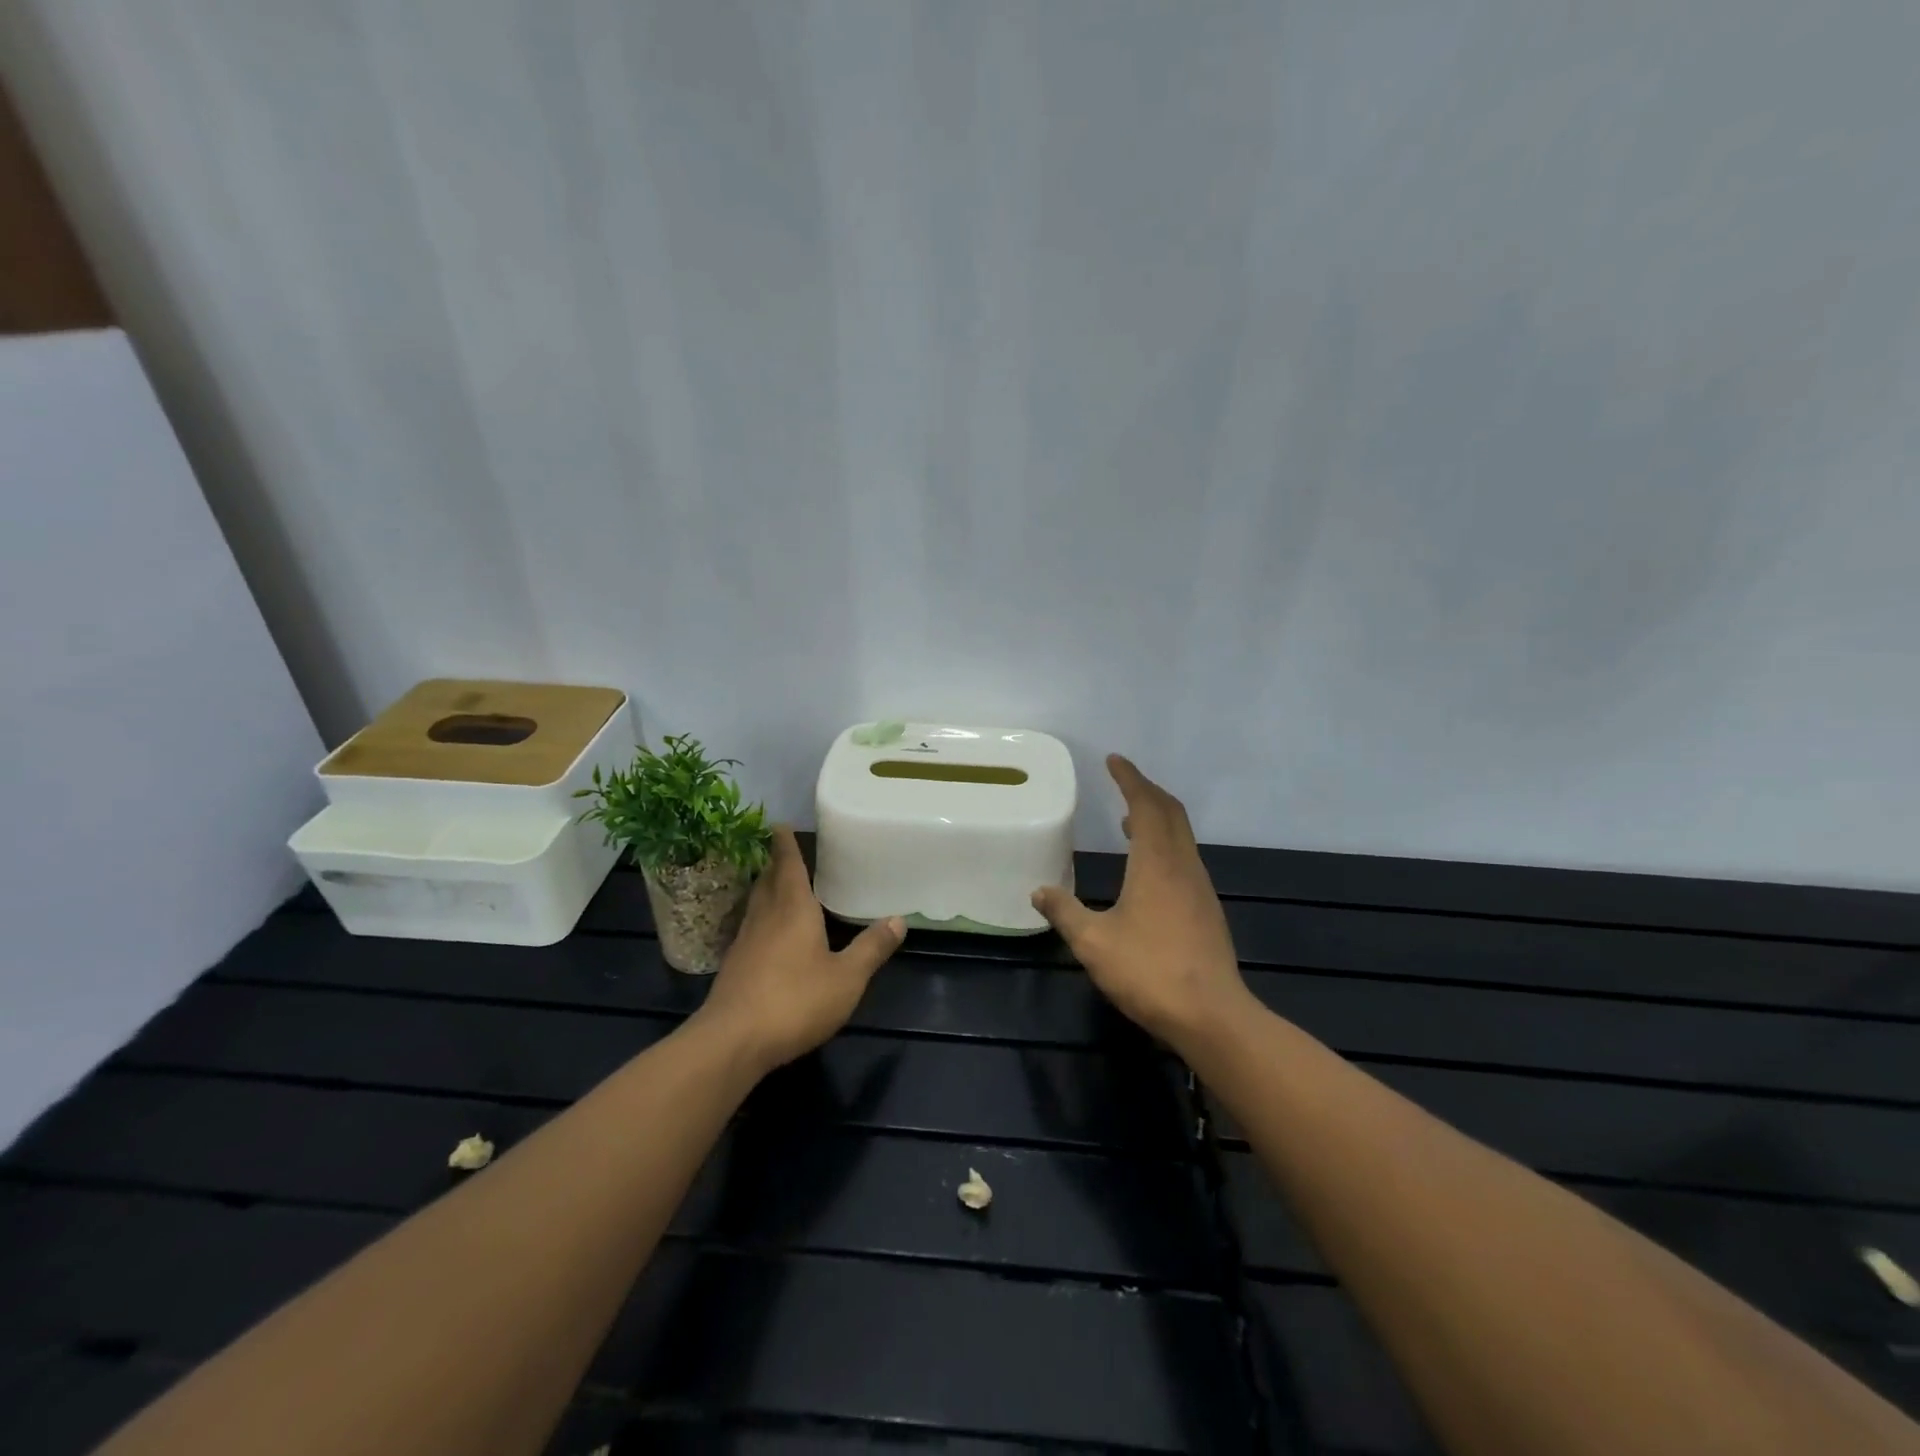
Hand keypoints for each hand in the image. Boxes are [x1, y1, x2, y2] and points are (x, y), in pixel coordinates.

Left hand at [697, 826, 905, 1071]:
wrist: (733, 1041)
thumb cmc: (795, 1001)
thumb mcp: (847, 978)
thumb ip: (871, 948)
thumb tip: (898, 919)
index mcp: (793, 909)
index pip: (788, 866)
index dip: (785, 844)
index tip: (779, 824)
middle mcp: (765, 917)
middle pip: (768, 881)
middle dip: (775, 864)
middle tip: (783, 851)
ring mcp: (745, 943)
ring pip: (756, 904)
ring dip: (766, 889)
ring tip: (777, 885)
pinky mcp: (734, 967)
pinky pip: (750, 928)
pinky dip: (761, 918)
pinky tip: (767, 933)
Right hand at [1032, 755, 1250, 1050]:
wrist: (1211, 1015)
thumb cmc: (1149, 971)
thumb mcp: (1093, 942)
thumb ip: (1064, 912)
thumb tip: (1039, 891)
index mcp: (1156, 863)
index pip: (1144, 805)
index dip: (1129, 779)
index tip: (1114, 760)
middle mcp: (1182, 865)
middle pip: (1171, 813)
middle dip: (1147, 790)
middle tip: (1123, 780)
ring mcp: (1199, 887)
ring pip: (1182, 835)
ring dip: (1158, 817)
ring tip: (1128, 820)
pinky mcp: (1207, 908)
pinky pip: (1185, 857)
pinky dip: (1166, 843)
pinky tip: (1148, 867)